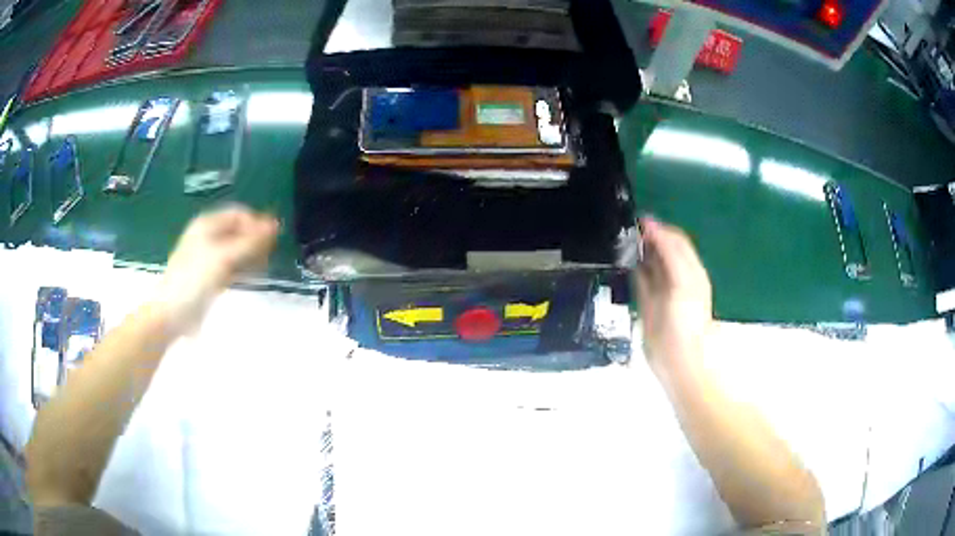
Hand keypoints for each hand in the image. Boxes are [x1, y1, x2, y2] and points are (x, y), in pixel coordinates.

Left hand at [154, 205, 278, 334]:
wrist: (173, 313)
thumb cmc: (195, 279)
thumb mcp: (224, 257)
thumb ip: (250, 242)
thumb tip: (275, 225)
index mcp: (207, 224)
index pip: (239, 214)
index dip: (256, 224)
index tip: (269, 243)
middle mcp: (208, 236)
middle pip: (239, 231)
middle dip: (254, 241)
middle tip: (266, 258)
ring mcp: (209, 257)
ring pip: (237, 250)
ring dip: (251, 256)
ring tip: (261, 270)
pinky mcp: (211, 276)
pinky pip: (232, 266)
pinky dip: (243, 269)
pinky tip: (252, 278)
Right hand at [634, 217, 711, 371]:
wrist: (679, 359)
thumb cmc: (686, 319)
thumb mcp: (683, 280)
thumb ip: (670, 252)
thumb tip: (651, 225)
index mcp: (690, 268)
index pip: (675, 239)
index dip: (659, 227)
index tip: (636, 219)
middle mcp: (676, 275)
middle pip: (661, 248)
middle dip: (646, 237)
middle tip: (623, 228)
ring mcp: (661, 289)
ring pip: (649, 262)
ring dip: (638, 250)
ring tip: (619, 240)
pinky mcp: (647, 303)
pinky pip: (639, 278)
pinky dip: (631, 267)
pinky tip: (620, 261)